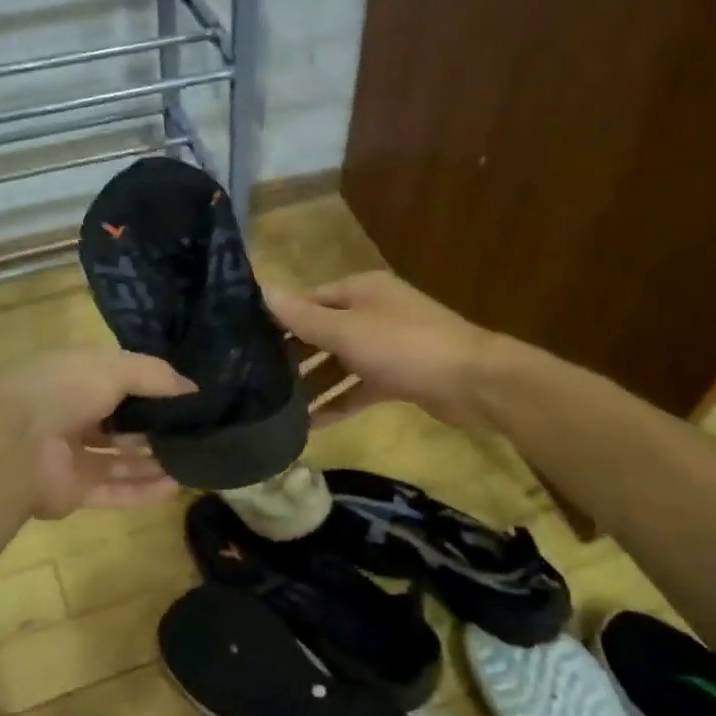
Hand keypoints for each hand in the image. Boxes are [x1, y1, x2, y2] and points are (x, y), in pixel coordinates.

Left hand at [0, 349, 195, 518]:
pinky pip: (113, 491)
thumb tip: (194, 390)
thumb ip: (156, 375)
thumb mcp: (114, 367)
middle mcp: (71, 414)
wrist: (11, 445)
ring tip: (194, 461)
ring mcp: (70, 456)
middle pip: (121, 423)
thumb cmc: (63, 391)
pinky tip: (176, 487)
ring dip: (154, 461)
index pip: (119, 380)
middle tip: (195, 432)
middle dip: (156, 427)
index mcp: (74, 378)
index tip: (189, 396)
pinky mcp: (72, 491)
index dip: (153, 387)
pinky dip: (143, 491)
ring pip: (119, 460)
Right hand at [266, 272, 497, 429]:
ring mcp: (386, 346)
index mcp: (360, 291)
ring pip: (339, 364)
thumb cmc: (405, 347)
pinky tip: (310, 425)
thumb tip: (262, 289)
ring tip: (276, 409)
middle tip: (253, 382)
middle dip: (291, 357)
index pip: (308, 301)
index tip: (242, 343)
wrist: (473, 383)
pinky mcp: (397, 377)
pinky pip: (358, 388)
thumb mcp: (347, 331)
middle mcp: (371, 313)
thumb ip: (303, 317)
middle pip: (321, 333)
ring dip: (312, 385)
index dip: (278, 320)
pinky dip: (338, 403)